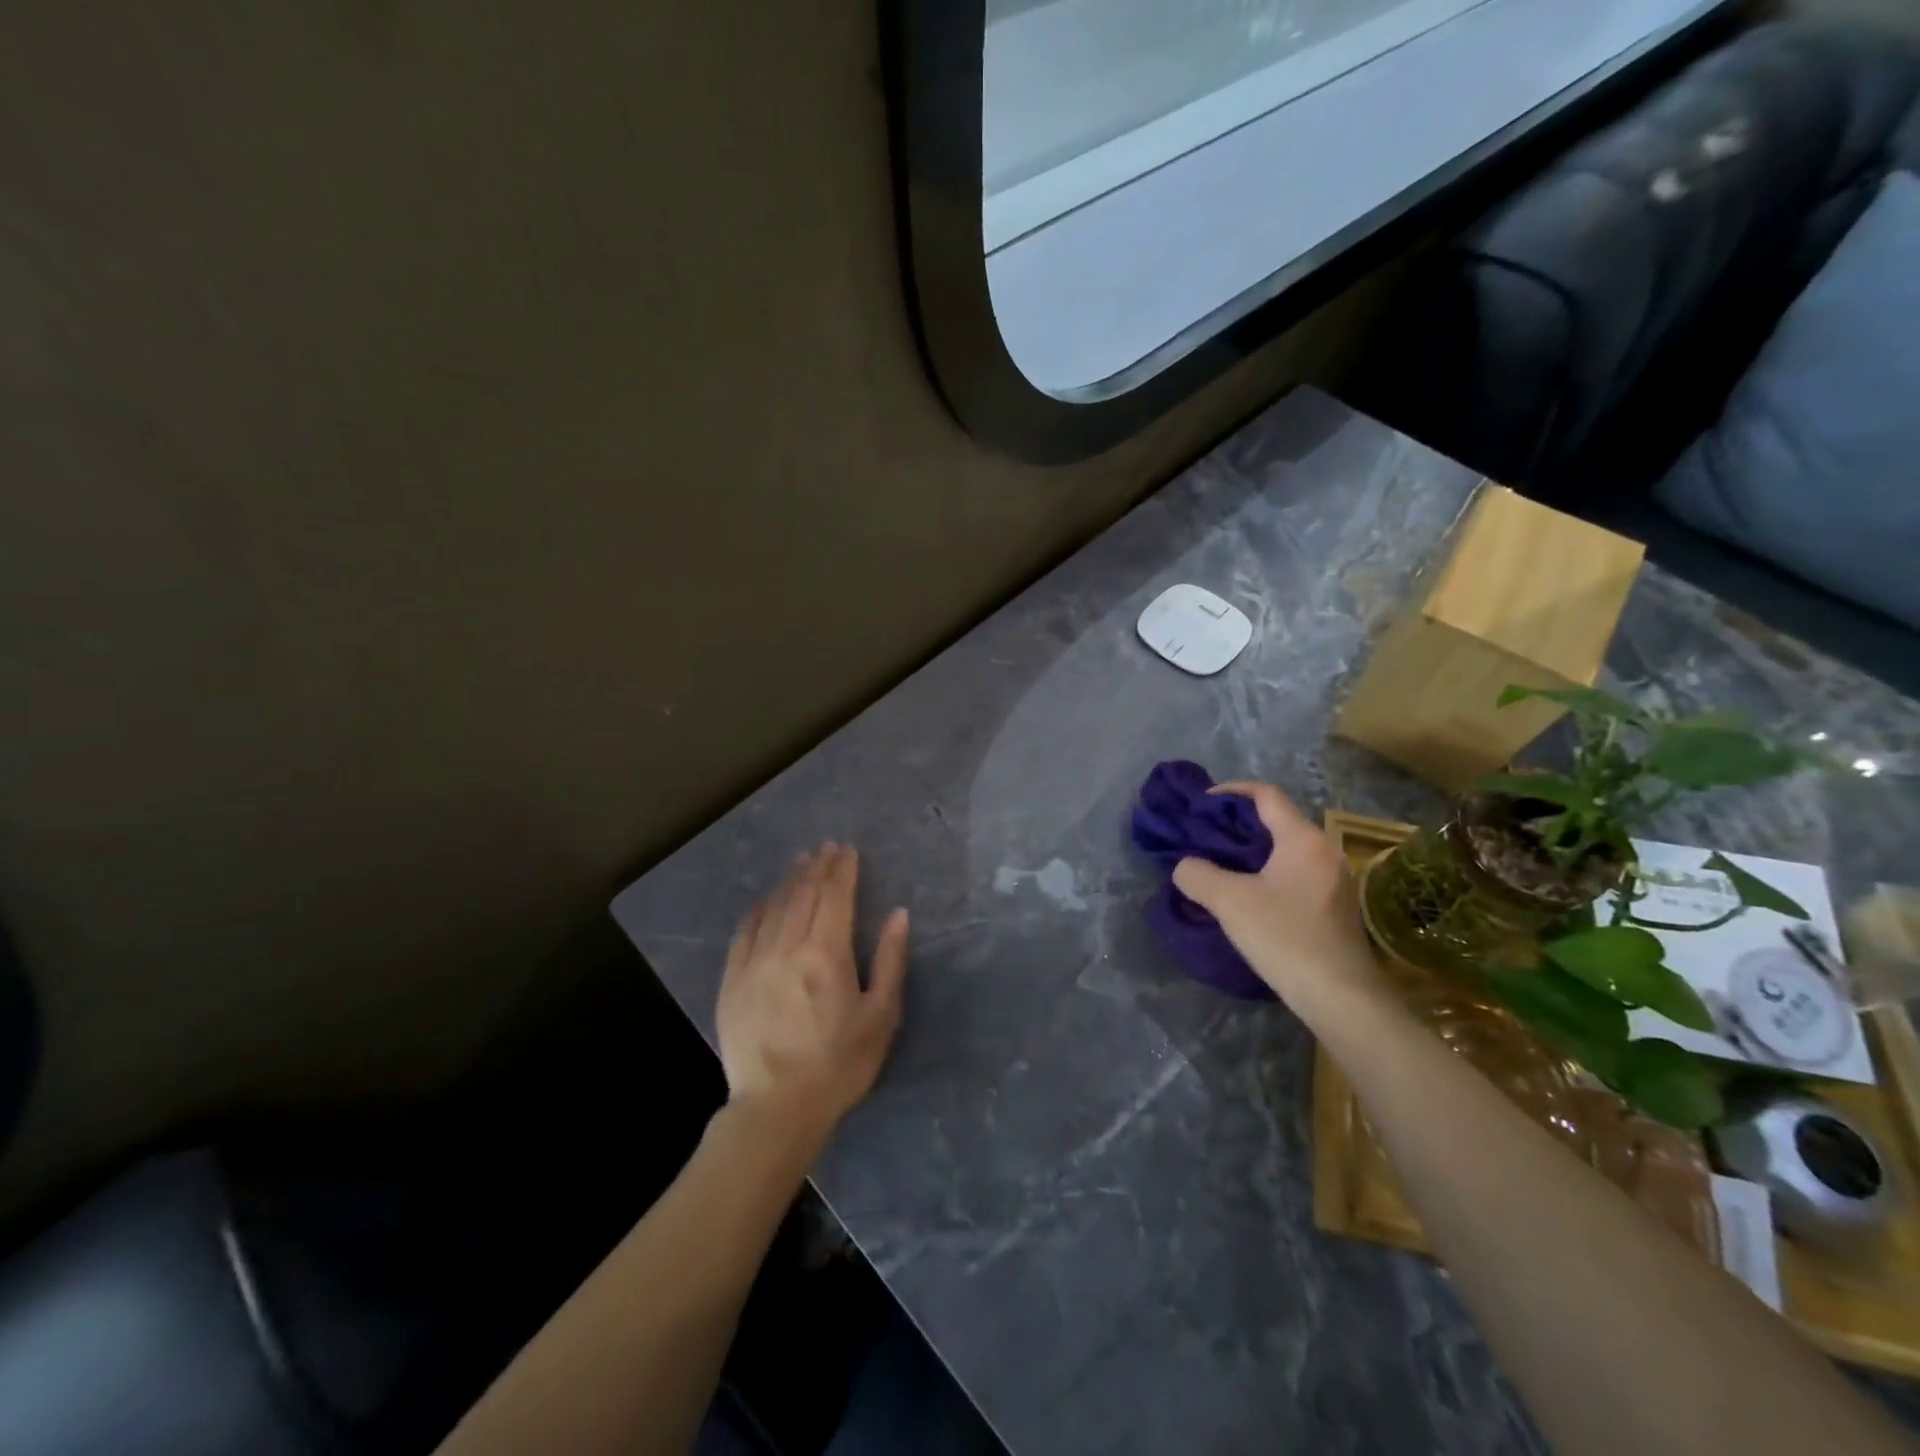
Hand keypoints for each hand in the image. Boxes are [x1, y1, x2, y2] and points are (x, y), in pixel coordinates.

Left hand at [716, 843, 909, 1149]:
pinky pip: (744, 931)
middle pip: (804, 893)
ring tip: (801, 861)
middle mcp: (788, 946)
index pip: (835, 896)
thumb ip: (890, 960)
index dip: (842, 869)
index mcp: (827, 953)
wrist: (777, 1108)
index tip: (848, 850)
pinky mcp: (732, 980)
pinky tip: (766, 900)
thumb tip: (899, 915)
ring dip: (790, 880)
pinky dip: (759, 908)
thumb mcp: (880, 1016)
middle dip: (818, 866)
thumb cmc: (839, 1064)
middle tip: (827, 848)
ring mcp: (755, 961)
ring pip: (774, 906)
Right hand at [1171, 782, 1385, 1011]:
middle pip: (1276, 820)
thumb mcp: (1229, 902)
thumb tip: (1186, 867)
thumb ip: (1198, 874)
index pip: (1266, 795)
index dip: (1230, 791)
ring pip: (1285, 849)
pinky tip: (1246, 895)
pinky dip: (1267, 872)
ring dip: (1251, 851)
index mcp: (1303, 839)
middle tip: (1203, 836)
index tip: (1201, 804)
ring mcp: (1334, 880)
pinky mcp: (1334, 907)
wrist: (1340, 998)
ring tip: (1218, 865)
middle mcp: (1324, 851)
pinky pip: (1294, 873)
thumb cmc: (1285, 937)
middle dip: (1237, 824)